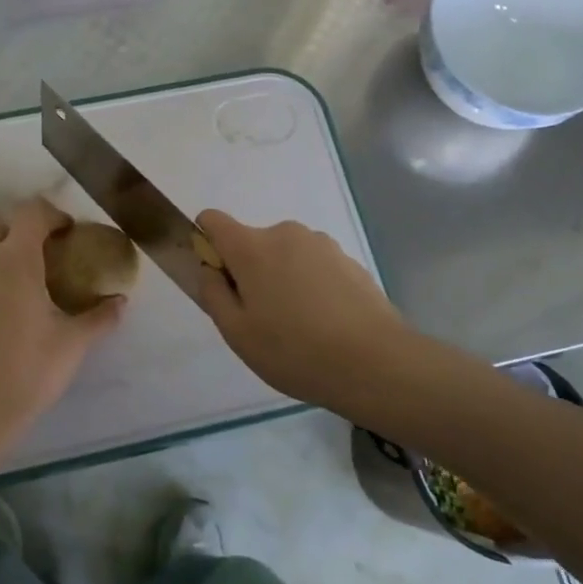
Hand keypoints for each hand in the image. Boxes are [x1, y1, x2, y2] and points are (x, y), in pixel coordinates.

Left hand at [0, 198, 123, 460]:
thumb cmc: (27, 374)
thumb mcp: (72, 345)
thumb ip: (100, 317)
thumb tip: (121, 301)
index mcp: (15, 262)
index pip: (30, 212)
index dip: (52, 214)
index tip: (67, 233)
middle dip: (15, 223)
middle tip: (38, 249)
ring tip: (14, 273)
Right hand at [194, 210, 408, 408]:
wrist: (376, 362)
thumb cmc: (295, 350)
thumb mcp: (237, 333)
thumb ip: (213, 293)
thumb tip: (210, 269)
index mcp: (252, 247)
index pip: (213, 221)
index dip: (206, 244)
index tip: (218, 280)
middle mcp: (285, 234)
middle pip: (252, 243)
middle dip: (249, 273)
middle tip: (261, 319)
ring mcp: (322, 244)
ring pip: (285, 256)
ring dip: (282, 280)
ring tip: (298, 327)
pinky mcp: (349, 260)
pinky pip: (314, 267)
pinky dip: (311, 287)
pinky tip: (325, 324)